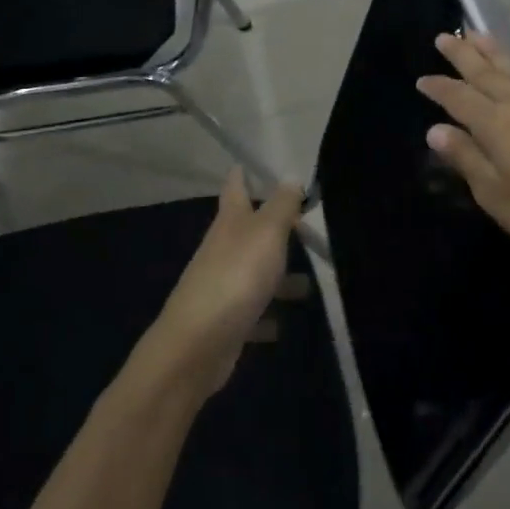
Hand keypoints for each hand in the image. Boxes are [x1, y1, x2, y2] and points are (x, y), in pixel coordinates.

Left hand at [149, 167, 303, 391]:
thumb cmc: (235, 277)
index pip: (234, 188)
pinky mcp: (226, 321)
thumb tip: (291, 177)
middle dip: (276, 228)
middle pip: (250, 232)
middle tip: (308, 226)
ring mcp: (222, 286)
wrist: (197, 345)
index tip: (250, 163)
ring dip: (280, 277)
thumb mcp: (266, 233)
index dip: (242, 174)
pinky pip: (253, 313)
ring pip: (256, 273)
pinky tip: (285, 325)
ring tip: (311, 284)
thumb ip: (282, 205)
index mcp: (230, 222)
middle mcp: (223, 250)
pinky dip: (268, 316)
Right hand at [417, 33, 509, 271]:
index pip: (458, 99)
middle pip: (485, 75)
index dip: (438, 88)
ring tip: (479, 33)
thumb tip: (435, 130)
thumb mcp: (496, 195)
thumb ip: (467, 159)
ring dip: (497, 52)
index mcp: (495, 125)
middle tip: (443, 37)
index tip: (421, 80)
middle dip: (462, 55)